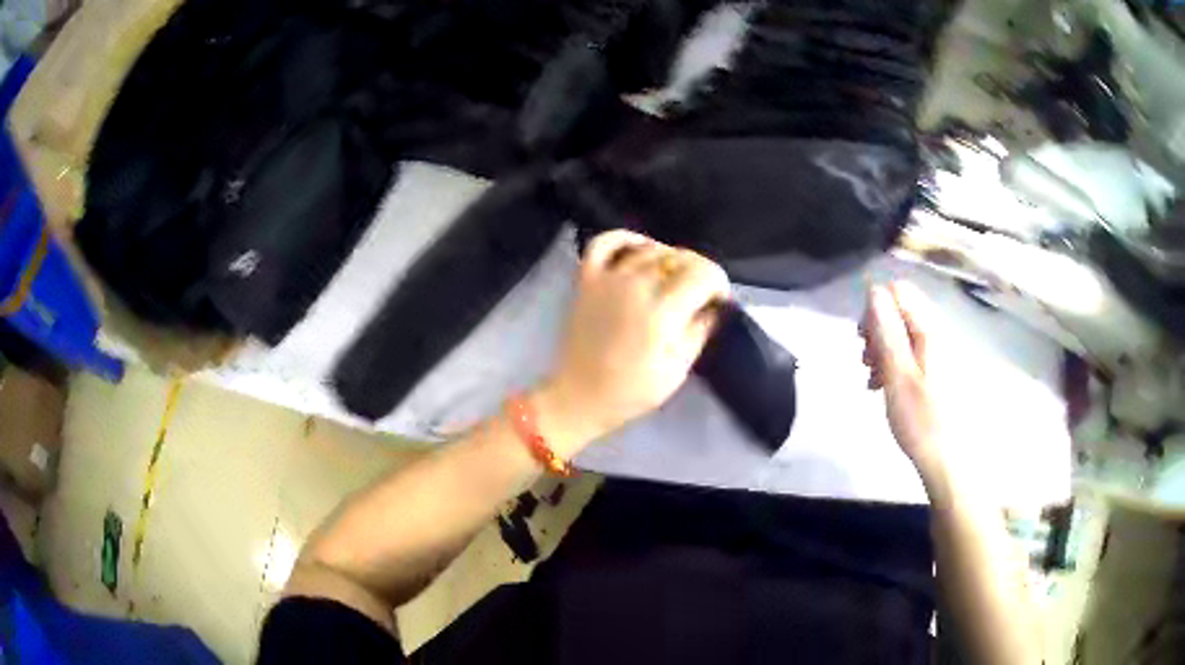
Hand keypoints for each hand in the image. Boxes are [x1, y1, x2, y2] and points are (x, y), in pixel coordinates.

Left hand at [535, 230, 729, 451]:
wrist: (579, 397)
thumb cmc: (632, 391)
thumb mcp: (677, 370)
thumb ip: (700, 331)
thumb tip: (715, 306)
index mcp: (662, 311)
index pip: (704, 273)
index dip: (719, 283)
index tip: (719, 301)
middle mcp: (636, 285)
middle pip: (680, 257)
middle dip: (699, 272)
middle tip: (700, 295)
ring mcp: (608, 278)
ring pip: (650, 248)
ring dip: (669, 259)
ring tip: (673, 280)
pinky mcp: (586, 279)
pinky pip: (606, 242)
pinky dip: (626, 238)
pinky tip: (640, 249)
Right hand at [861, 281, 949, 478]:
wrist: (945, 458)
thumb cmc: (921, 419)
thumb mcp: (897, 374)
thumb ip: (886, 330)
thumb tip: (874, 290)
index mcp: (930, 330)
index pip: (899, 291)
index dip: (875, 307)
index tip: (862, 338)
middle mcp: (937, 332)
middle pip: (900, 309)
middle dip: (877, 329)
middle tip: (865, 360)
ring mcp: (938, 351)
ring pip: (903, 331)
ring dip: (882, 348)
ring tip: (872, 377)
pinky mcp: (936, 368)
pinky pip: (910, 350)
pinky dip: (893, 361)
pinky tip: (883, 385)